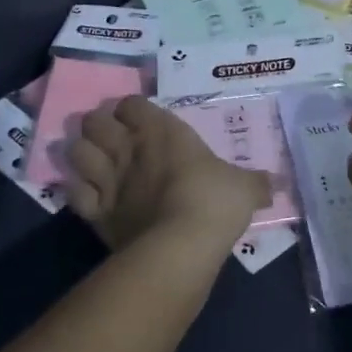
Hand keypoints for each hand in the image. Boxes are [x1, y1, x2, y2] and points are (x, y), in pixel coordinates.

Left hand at [65, 96, 266, 255]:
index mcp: (163, 131)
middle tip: (112, 136)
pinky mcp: (96, 214)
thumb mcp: (245, 189)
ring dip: (82, 152)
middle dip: (99, 124)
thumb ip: (257, 182)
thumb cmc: (214, 202)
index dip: (132, 109)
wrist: (180, 247)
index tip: (141, 118)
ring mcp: (108, 181)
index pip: (132, 104)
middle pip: (95, 121)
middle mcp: (130, 149)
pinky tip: (86, 193)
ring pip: (77, 151)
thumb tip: (277, 183)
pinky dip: (77, 190)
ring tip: (94, 159)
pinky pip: (74, 193)